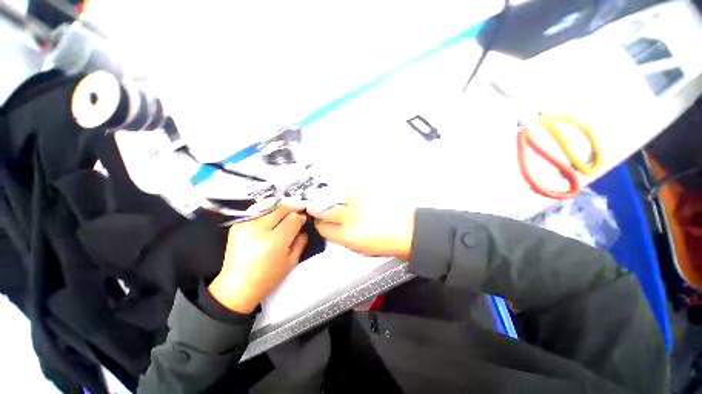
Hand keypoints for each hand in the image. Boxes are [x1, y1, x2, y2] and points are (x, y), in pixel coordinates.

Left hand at [208, 206, 307, 313]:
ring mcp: (246, 225)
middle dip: (292, 209)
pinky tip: (270, 217)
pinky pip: (256, 210)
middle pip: (281, 209)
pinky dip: (266, 210)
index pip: (293, 219)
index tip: (303, 219)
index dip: (300, 217)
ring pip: (269, 205)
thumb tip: (302, 224)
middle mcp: (259, 230)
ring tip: (284, 214)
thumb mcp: (292, 261)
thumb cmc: (269, 277)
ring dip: (280, 208)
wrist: (238, 286)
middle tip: (296, 213)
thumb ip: (301, 241)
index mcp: (275, 241)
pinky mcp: (236, 225)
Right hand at [309, 194, 414, 260]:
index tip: (319, 222)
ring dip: (331, 199)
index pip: (323, 227)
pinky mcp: (366, 190)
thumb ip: (343, 238)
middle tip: (315, 208)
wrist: (409, 229)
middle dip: (317, 210)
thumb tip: (332, 229)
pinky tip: (349, 196)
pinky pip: (349, 189)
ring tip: (331, 201)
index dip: (319, 225)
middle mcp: (349, 216)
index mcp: (347, 235)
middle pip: (324, 210)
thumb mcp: (361, 249)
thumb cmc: (388, 243)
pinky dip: (345, 193)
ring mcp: (358, 201)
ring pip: (334, 196)